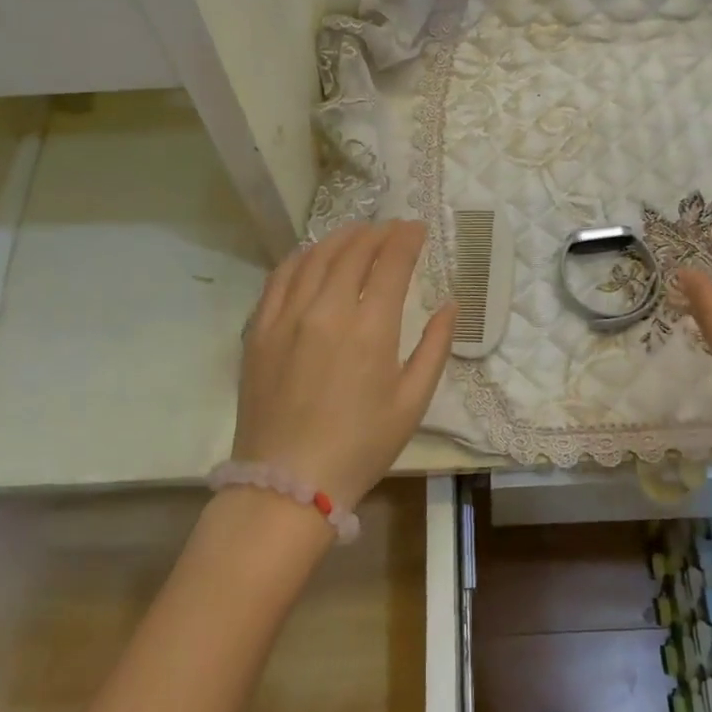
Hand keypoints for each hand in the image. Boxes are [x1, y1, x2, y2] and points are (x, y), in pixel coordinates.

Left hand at [235, 221, 454, 509]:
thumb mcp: (412, 402)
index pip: (391, 262)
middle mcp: (327, 310)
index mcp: (370, 329)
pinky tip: (312, 255)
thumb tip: (450, 305)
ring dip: (341, 237)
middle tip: (392, 229)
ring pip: (315, 256)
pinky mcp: (260, 329)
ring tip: (357, 233)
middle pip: (353, 251)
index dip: (406, 239)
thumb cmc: (361, 446)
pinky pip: (280, 277)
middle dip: (377, 233)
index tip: (417, 228)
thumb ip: (435, 347)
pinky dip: (302, 257)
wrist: (288, 483)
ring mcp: (287, 316)